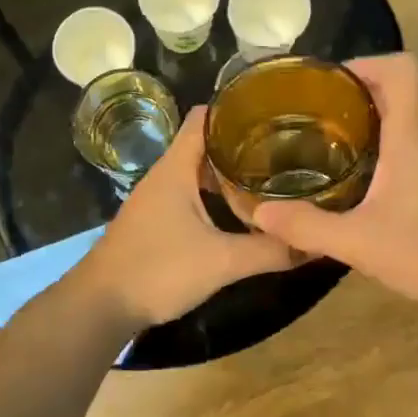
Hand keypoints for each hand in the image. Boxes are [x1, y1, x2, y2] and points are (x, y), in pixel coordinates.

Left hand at [77, 106, 300, 326]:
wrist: (100, 307)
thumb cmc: (158, 271)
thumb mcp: (221, 261)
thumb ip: (269, 251)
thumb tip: (317, 243)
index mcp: (176, 168)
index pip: (205, 117)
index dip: (237, 109)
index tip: (277, 113)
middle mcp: (164, 176)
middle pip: (205, 144)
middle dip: (243, 143)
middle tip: (287, 149)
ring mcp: (157, 200)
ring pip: (198, 172)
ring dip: (229, 173)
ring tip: (272, 177)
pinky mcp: (156, 223)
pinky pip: (191, 196)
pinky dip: (215, 196)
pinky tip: (240, 213)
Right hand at [249, 54, 417, 317]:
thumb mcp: (359, 243)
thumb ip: (307, 227)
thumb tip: (260, 213)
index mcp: (412, 136)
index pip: (401, 68)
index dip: (364, 63)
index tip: (326, 84)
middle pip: (396, 92)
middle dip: (351, 97)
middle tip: (309, 118)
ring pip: (402, 124)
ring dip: (365, 126)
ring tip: (323, 148)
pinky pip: (408, 151)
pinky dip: (379, 154)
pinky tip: (356, 187)